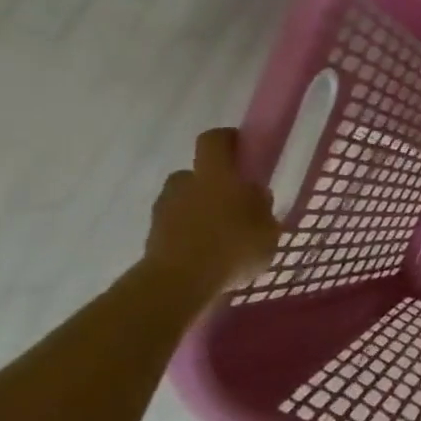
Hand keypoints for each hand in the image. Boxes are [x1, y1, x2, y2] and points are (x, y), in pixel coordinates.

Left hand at [142, 128, 280, 297]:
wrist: (180, 281)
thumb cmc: (233, 247)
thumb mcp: (269, 230)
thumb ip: (262, 210)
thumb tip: (254, 197)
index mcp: (216, 175)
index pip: (214, 140)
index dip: (227, 139)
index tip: (241, 149)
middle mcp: (186, 184)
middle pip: (196, 174)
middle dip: (212, 185)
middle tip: (232, 205)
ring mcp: (164, 210)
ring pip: (184, 202)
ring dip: (198, 212)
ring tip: (219, 236)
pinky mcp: (152, 236)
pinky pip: (175, 228)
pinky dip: (188, 235)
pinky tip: (206, 256)